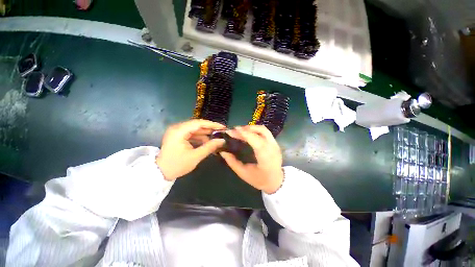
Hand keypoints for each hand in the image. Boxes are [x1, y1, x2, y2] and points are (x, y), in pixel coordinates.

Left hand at [156, 119, 225, 179]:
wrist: (160, 173)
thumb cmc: (177, 165)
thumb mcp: (195, 156)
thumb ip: (210, 147)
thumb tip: (222, 141)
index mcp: (179, 131)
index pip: (198, 123)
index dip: (212, 124)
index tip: (223, 127)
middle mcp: (177, 128)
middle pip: (197, 125)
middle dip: (210, 129)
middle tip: (222, 132)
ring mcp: (177, 131)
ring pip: (195, 129)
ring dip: (206, 134)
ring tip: (217, 138)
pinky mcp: (178, 136)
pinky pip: (192, 134)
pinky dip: (200, 137)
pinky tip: (208, 142)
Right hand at [220, 125, 283, 193]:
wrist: (276, 182)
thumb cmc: (260, 180)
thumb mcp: (243, 173)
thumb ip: (232, 162)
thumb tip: (223, 152)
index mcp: (265, 157)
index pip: (255, 139)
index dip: (243, 133)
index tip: (231, 131)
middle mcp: (272, 147)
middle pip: (260, 131)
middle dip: (245, 129)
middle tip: (234, 131)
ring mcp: (275, 144)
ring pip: (263, 129)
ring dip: (250, 128)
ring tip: (240, 131)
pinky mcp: (275, 143)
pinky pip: (265, 132)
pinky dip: (255, 130)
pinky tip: (248, 134)